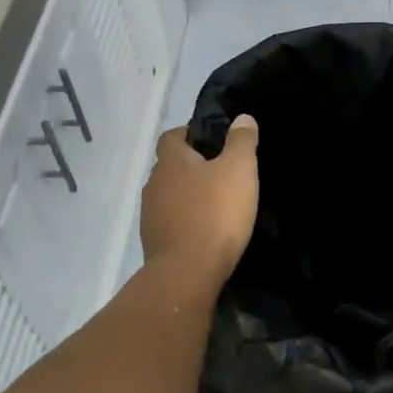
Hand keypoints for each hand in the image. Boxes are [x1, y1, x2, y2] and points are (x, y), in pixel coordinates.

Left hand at [141, 116, 258, 288]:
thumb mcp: (239, 170)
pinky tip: (207, 230)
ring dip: (189, 196)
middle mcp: (154, 184)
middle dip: (193, 166)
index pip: (172, 136)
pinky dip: (186, 221)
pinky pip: (171, 222)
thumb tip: (242, 118)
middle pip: (171, 166)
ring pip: (170, 195)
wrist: (186, 274)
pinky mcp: (154, 243)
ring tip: (217, 203)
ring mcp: (150, 216)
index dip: (190, 133)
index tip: (213, 140)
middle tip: (222, 171)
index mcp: (171, 162)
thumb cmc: (215, 213)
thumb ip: (241, 141)